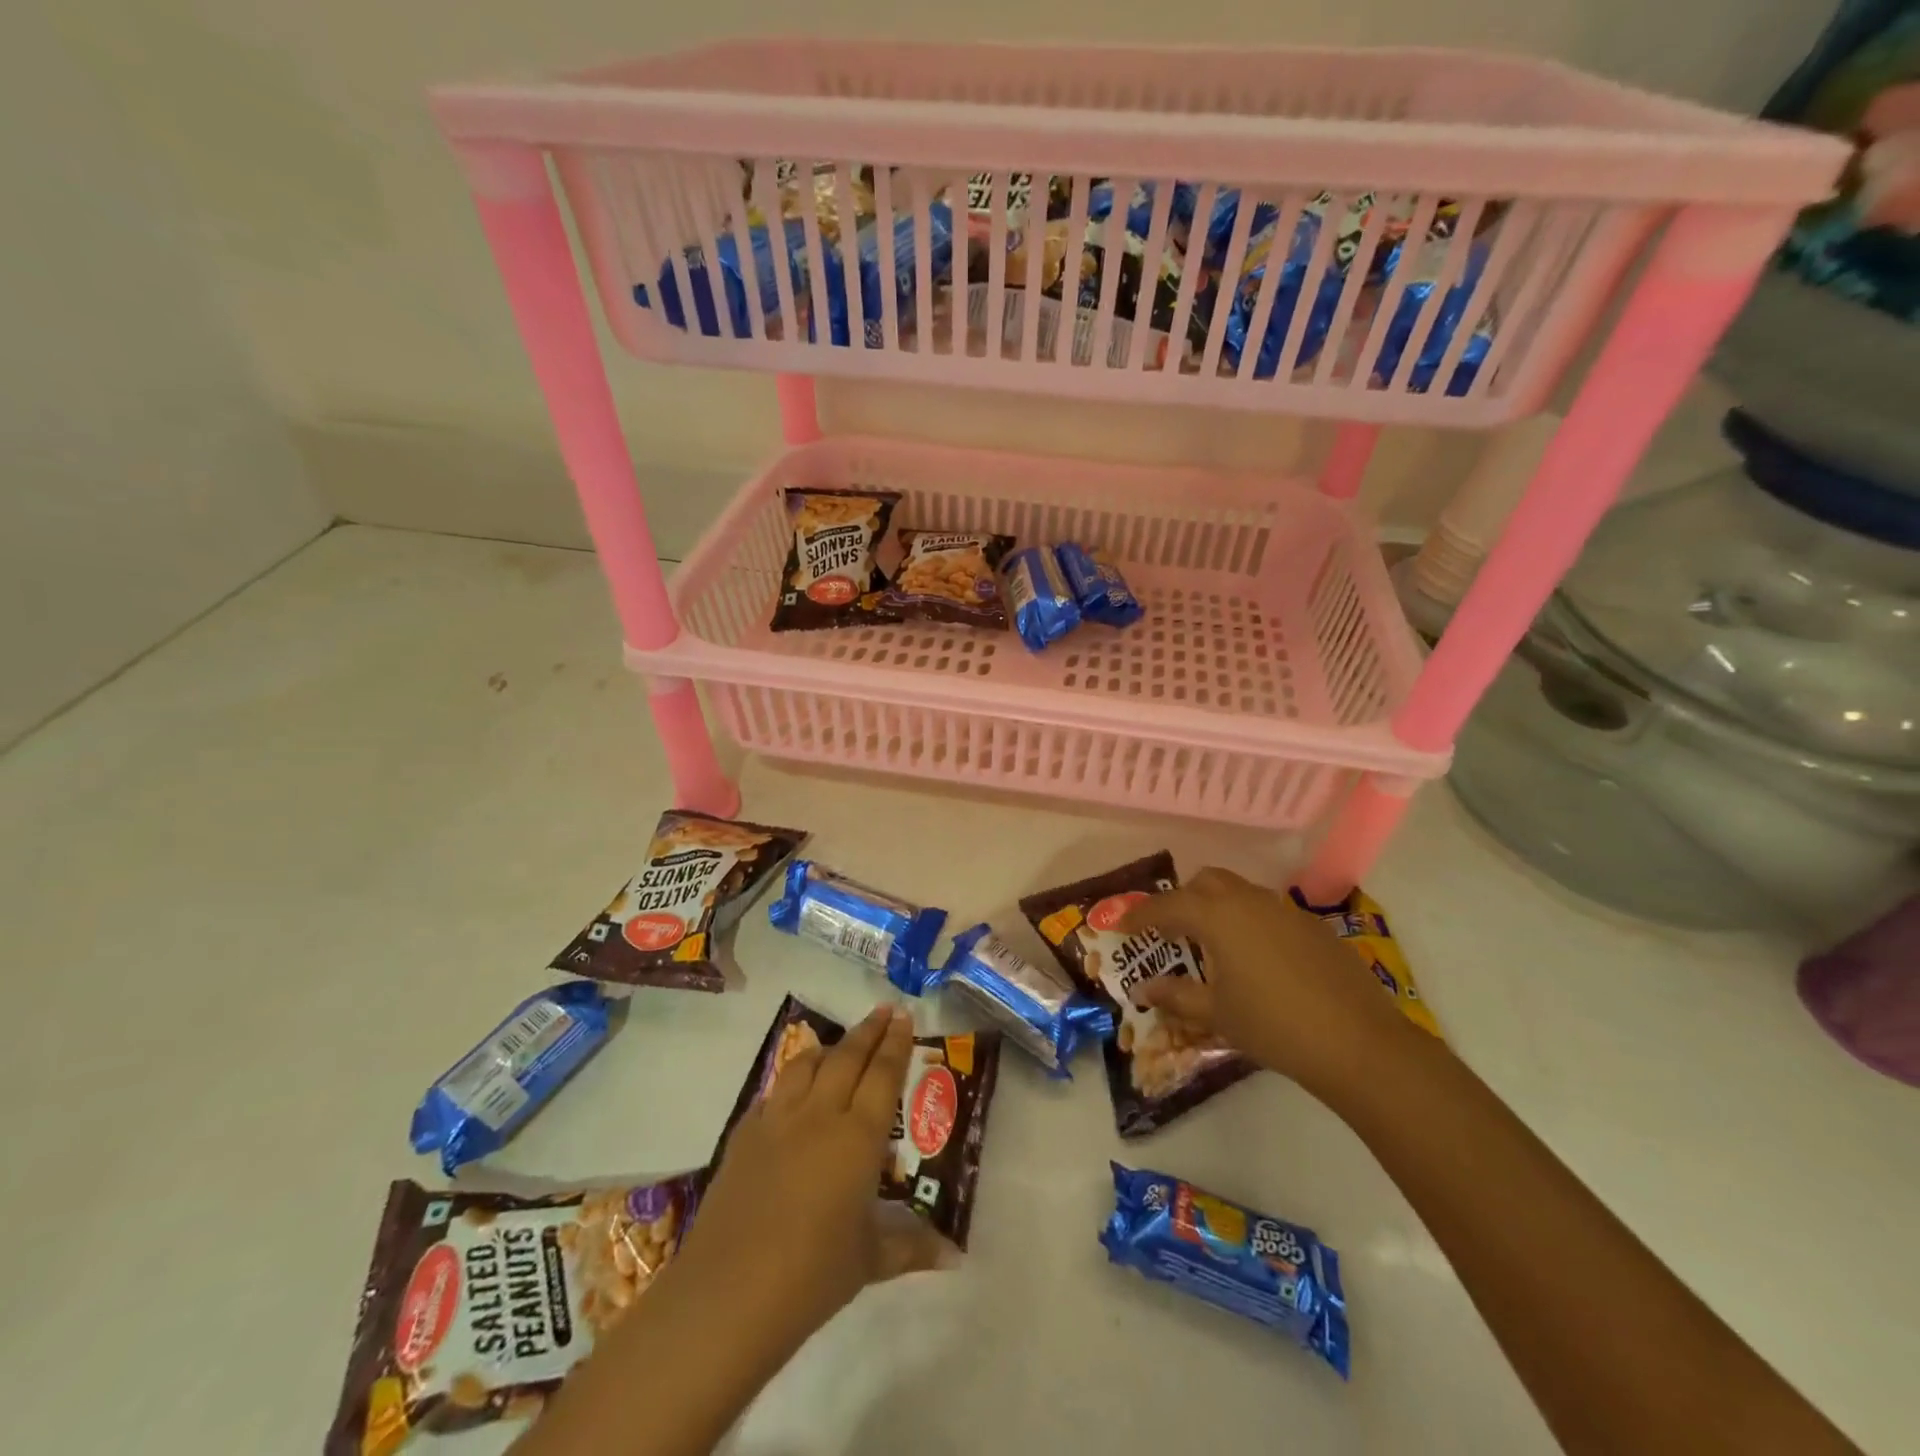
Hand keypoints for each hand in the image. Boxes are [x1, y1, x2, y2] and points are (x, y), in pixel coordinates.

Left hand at [669, 1005, 947, 1358]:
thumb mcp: (870, 1261)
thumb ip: (912, 1247)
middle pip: (848, 1057)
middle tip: (884, 1010)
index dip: (895, 1043)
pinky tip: (792, 1093)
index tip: (904, 1016)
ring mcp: (777, 1121)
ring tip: (839, 1045)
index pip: (883, 1074)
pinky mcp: (744, 1135)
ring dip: (828, 1048)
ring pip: (806, 1064)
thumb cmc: (812, 1276)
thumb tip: (955, 1256)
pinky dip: (790, 1081)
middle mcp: (820, 1115)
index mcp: (858, 1137)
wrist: (728, 1294)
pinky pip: (773, 1092)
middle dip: (868, 1030)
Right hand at [1118, 867, 1412, 1098]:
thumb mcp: (1217, 1014)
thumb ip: (1176, 996)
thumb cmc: (1273, 1026)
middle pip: (1205, 882)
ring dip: (1218, 908)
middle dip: (1182, 900)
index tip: (1122, 925)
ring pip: (1240, 892)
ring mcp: (1286, 910)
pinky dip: (1250, 923)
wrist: (1358, 1043)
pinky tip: (1258, 960)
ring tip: (1214, 945)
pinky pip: (1269, 911)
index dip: (1140, 915)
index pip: (1166, 906)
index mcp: (1217, 916)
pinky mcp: (1314, 926)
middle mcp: (1249, 900)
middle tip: (1171, 931)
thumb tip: (1144, 989)